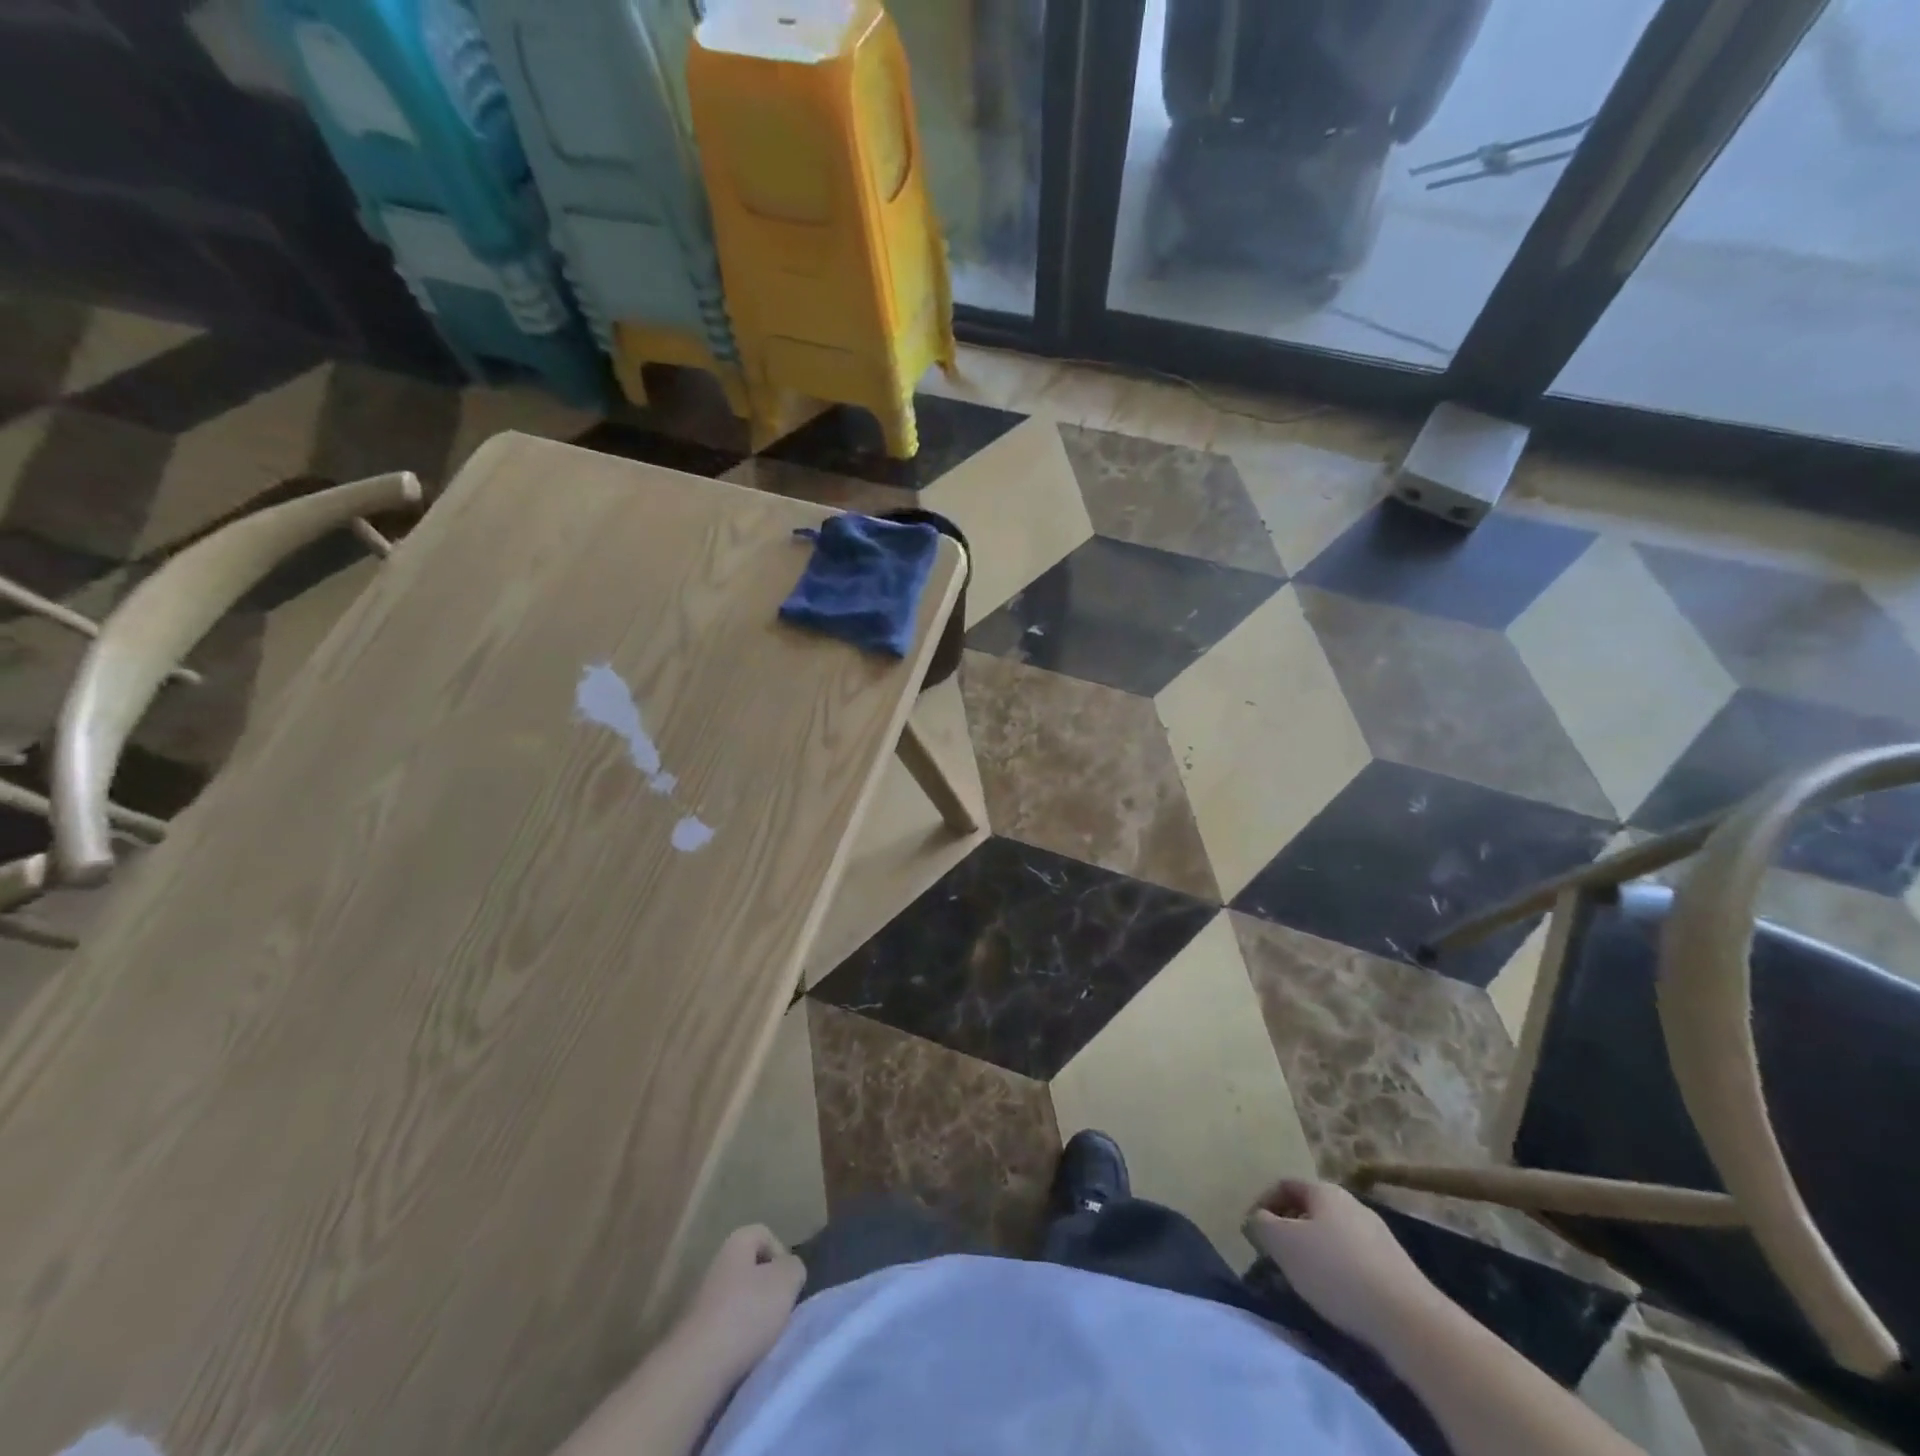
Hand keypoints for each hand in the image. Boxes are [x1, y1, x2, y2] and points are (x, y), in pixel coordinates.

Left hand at [676, 1225, 806, 1384]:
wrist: (696, 1369)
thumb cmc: (746, 1313)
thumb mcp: (786, 1281)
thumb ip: (794, 1267)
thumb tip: (788, 1271)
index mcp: (735, 1244)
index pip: (764, 1234)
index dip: (781, 1254)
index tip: (788, 1283)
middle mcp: (716, 1266)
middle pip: (751, 1270)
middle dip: (769, 1290)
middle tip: (780, 1311)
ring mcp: (702, 1303)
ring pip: (739, 1301)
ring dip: (754, 1317)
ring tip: (764, 1338)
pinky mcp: (696, 1337)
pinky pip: (726, 1329)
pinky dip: (738, 1340)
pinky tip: (745, 1355)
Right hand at [1243, 1180, 1444, 1349]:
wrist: (1409, 1320)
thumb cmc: (1336, 1271)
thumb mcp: (1284, 1245)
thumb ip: (1262, 1225)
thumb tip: (1257, 1219)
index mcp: (1324, 1190)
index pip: (1284, 1184)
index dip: (1262, 1203)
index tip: (1251, 1232)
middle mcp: (1352, 1204)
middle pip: (1310, 1209)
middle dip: (1289, 1229)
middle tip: (1275, 1256)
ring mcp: (1378, 1235)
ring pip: (1333, 1235)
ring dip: (1313, 1251)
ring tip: (1303, 1280)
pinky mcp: (1396, 1268)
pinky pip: (1355, 1260)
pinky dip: (1338, 1271)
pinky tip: (1337, 1296)